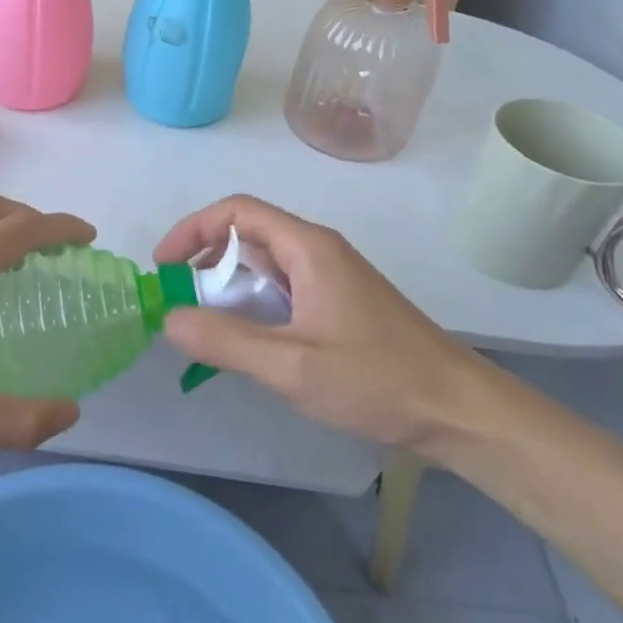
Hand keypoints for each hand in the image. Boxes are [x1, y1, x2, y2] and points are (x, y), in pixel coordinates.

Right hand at [154, 195, 504, 452]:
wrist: (459, 411)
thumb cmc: (377, 380)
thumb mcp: (292, 365)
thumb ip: (225, 341)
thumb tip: (169, 319)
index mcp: (308, 248)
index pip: (237, 212)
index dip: (192, 230)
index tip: (164, 267)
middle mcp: (318, 251)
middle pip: (248, 235)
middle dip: (205, 261)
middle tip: (179, 302)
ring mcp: (331, 278)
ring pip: (264, 265)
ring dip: (228, 287)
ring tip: (205, 326)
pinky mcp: (339, 304)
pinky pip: (282, 290)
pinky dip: (252, 305)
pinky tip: (247, 343)